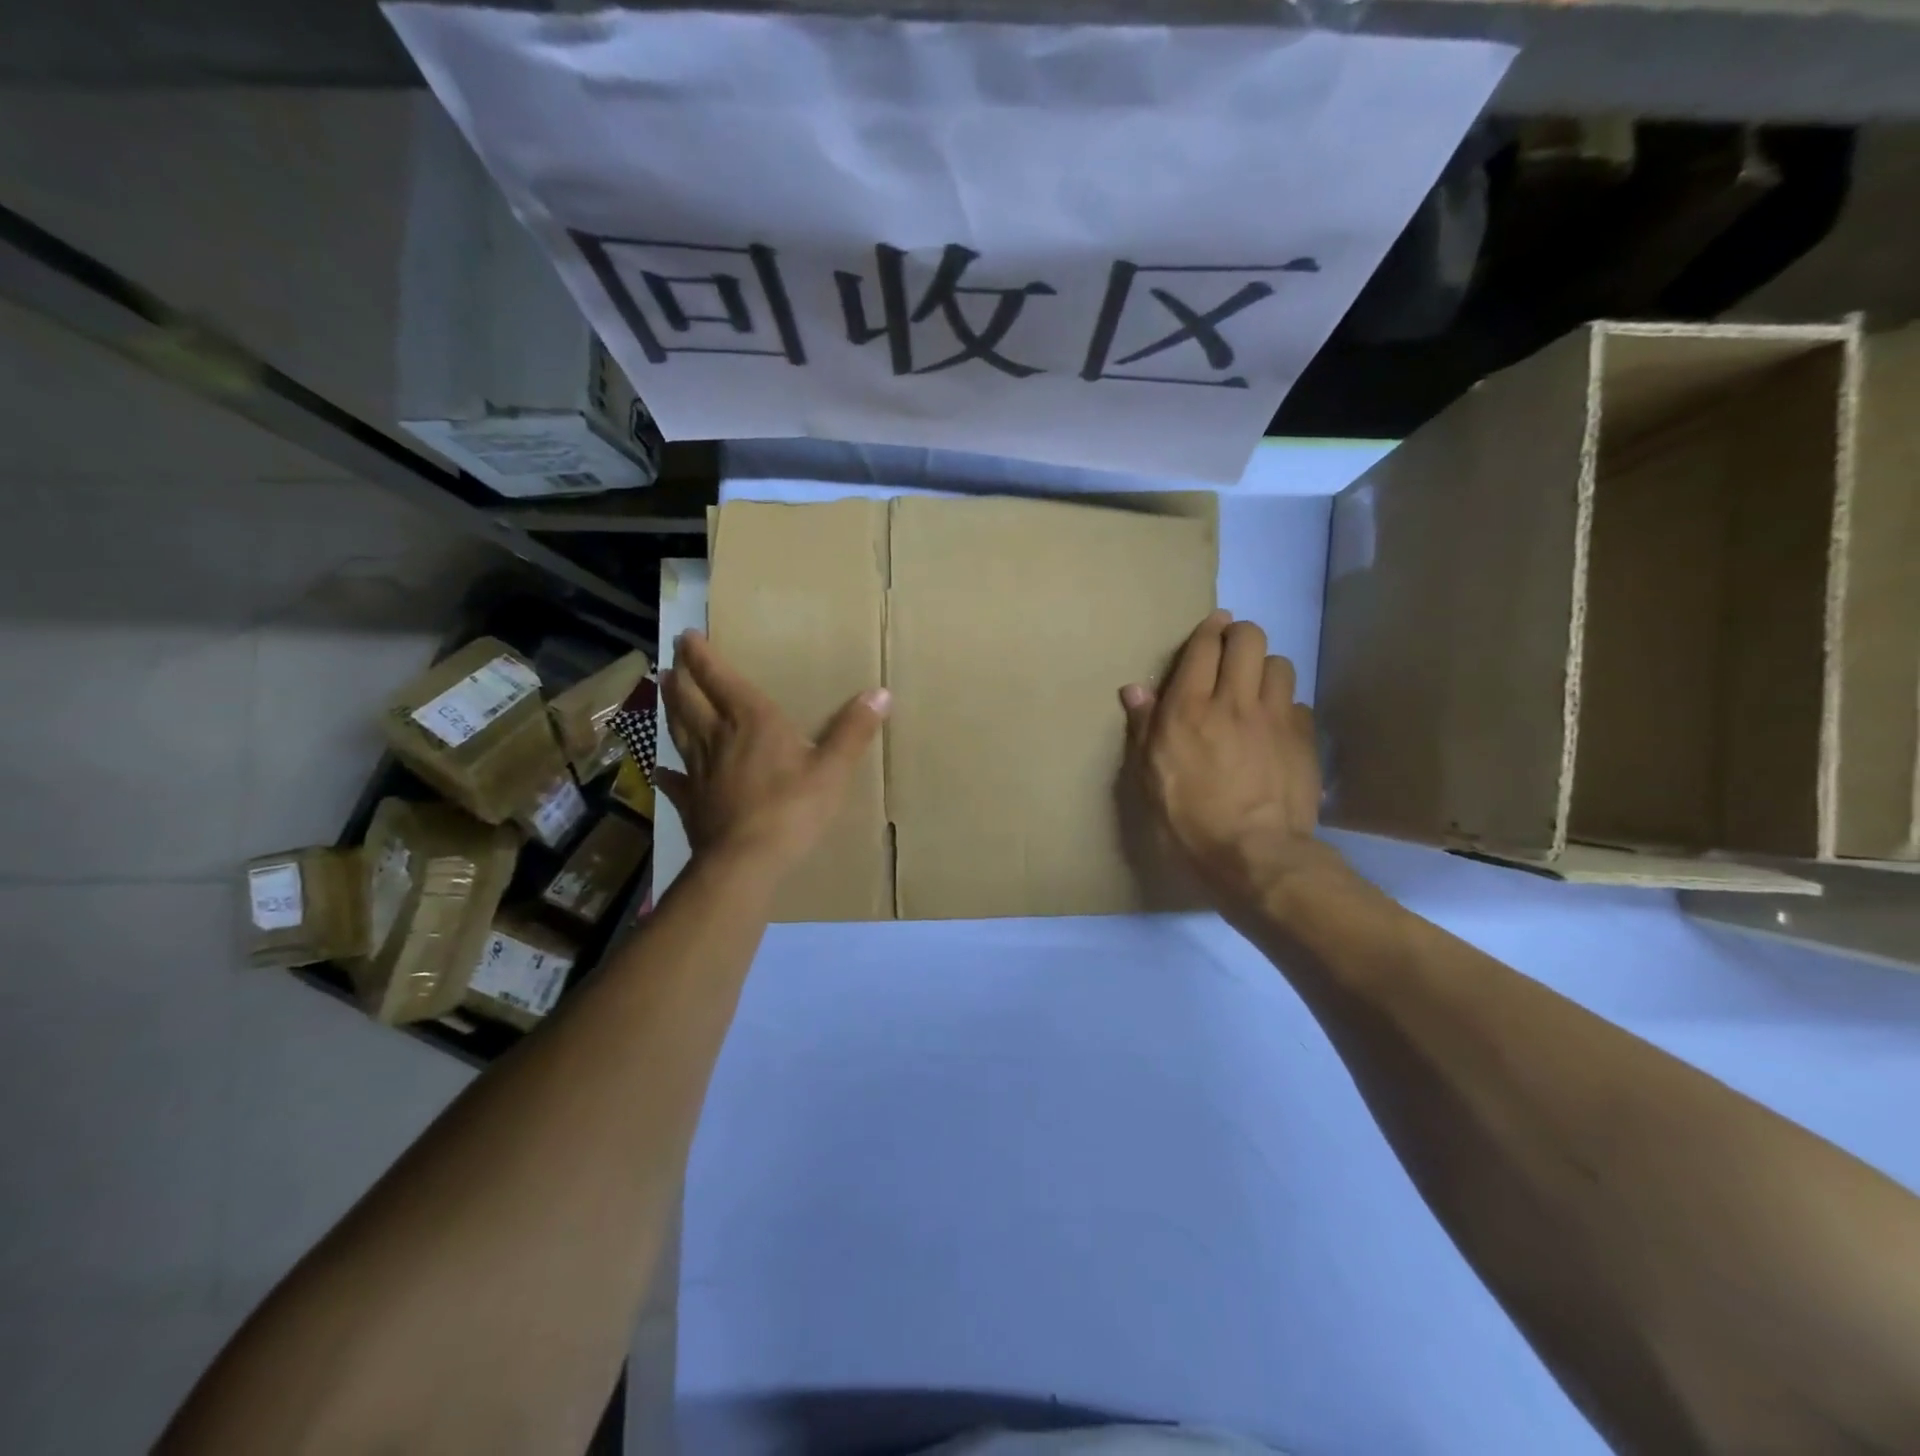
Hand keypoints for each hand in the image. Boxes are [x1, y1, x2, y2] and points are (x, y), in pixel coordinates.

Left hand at [655, 631, 888, 876]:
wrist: (746, 861)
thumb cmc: (792, 809)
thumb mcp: (833, 769)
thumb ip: (853, 731)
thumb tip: (881, 693)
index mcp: (751, 720)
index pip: (719, 678)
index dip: (701, 655)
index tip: (687, 635)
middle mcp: (718, 737)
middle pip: (690, 700)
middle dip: (682, 677)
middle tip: (672, 660)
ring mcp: (699, 770)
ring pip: (679, 731)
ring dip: (671, 709)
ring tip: (664, 690)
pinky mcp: (692, 802)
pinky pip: (675, 782)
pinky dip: (668, 773)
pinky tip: (661, 771)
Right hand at [1121, 610, 1351, 920]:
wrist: (1254, 854)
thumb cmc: (1188, 820)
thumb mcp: (1149, 778)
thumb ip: (1144, 728)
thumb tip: (1134, 690)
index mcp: (1189, 709)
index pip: (1204, 647)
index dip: (1209, 630)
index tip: (1212, 627)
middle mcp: (1234, 701)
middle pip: (1248, 639)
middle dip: (1240, 635)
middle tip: (1231, 651)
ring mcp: (1275, 718)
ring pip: (1280, 664)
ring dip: (1265, 668)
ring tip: (1256, 688)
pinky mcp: (1303, 739)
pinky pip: (1298, 703)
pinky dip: (1285, 707)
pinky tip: (1276, 728)